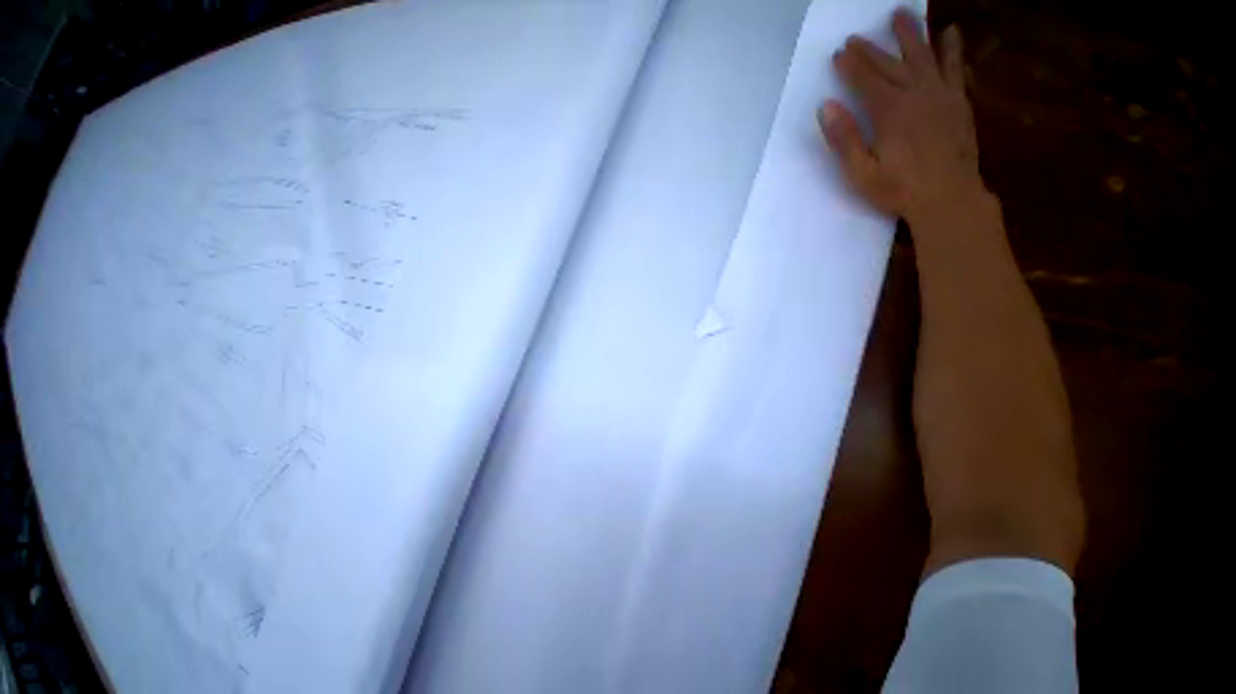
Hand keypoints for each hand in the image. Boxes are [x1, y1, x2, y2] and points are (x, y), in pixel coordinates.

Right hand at [818, 10, 982, 221]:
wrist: (948, 197)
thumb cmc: (899, 189)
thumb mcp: (861, 172)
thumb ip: (844, 139)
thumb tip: (826, 107)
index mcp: (890, 111)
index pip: (866, 80)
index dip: (851, 66)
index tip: (839, 52)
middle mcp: (916, 94)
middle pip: (891, 64)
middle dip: (872, 49)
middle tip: (858, 36)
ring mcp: (941, 95)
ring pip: (924, 56)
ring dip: (911, 34)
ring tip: (902, 14)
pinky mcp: (958, 103)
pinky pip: (955, 68)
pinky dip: (951, 49)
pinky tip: (950, 33)